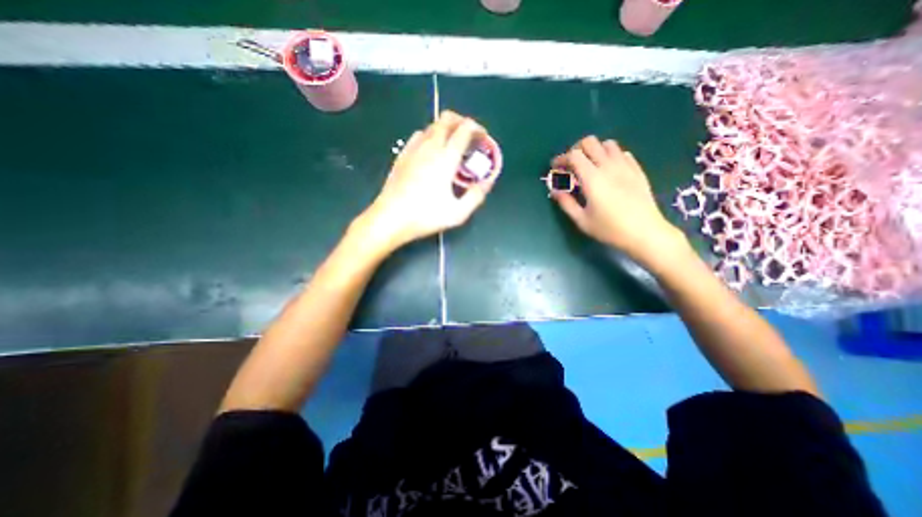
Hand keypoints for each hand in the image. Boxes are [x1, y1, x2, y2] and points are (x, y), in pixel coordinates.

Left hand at [356, 111, 497, 252]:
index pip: (464, 130)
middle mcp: (429, 147)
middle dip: (461, 121)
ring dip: (445, 129)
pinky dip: (430, 136)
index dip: (477, 128)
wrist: (390, 218)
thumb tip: (487, 182)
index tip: (483, 137)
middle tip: (469, 137)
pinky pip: (418, 136)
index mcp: (446, 158)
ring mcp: (413, 150)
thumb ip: (476, 196)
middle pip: (446, 119)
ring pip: (431, 126)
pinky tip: (431, 151)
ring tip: (452, 145)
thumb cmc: (425, 216)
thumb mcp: (458, 213)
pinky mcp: (402, 156)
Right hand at [549, 135, 686, 267]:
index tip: (555, 168)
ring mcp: (626, 166)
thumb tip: (554, 189)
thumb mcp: (582, 220)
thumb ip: (565, 202)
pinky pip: (623, 154)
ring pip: (608, 144)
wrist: (645, 233)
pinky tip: (608, 171)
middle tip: (571, 165)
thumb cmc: (609, 229)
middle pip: (590, 142)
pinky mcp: (637, 171)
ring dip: (595, 151)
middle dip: (576, 150)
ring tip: (590, 167)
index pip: (574, 155)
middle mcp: (609, 167)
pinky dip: (611, 156)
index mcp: (593, 179)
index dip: (561, 158)